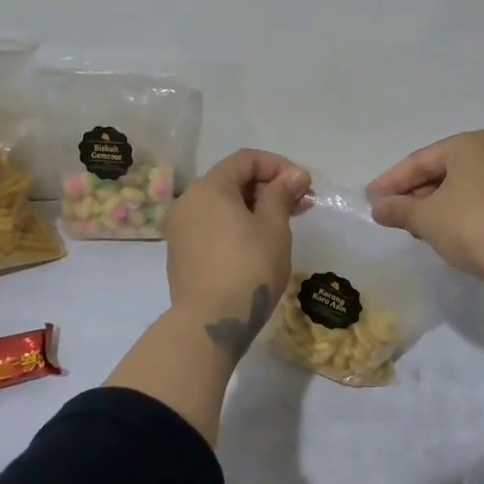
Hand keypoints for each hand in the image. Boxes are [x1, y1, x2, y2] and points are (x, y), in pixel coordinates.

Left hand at [163, 149, 311, 354]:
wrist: (210, 323)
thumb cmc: (248, 267)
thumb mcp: (273, 227)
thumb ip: (282, 194)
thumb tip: (295, 175)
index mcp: (208, 188)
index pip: (246, 160)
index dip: (278, 166)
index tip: (303, 185)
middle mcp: (187, 202)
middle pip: (232, 180)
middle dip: (268, 187)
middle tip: (300, 205)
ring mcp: (180, 230)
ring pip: (222, 205)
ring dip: (254, 207)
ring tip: (284, 224)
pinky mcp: (181, 254)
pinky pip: (212, 226)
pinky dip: (236, 225)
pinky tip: (258, 243)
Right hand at [367, 130, 483, 294]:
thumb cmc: (475, 226)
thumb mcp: (427, 218)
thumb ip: (398, 209)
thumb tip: (377, 207)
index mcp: (470, 143)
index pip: (420, 160)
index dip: (391, 181)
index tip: (370, 200)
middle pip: (442, 171)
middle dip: (414, 193)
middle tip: (390, 214)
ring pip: (463, 187)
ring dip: (435, 205)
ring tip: (414, 227)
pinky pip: (481, 201)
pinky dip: (459, 213)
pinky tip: (446, 233)